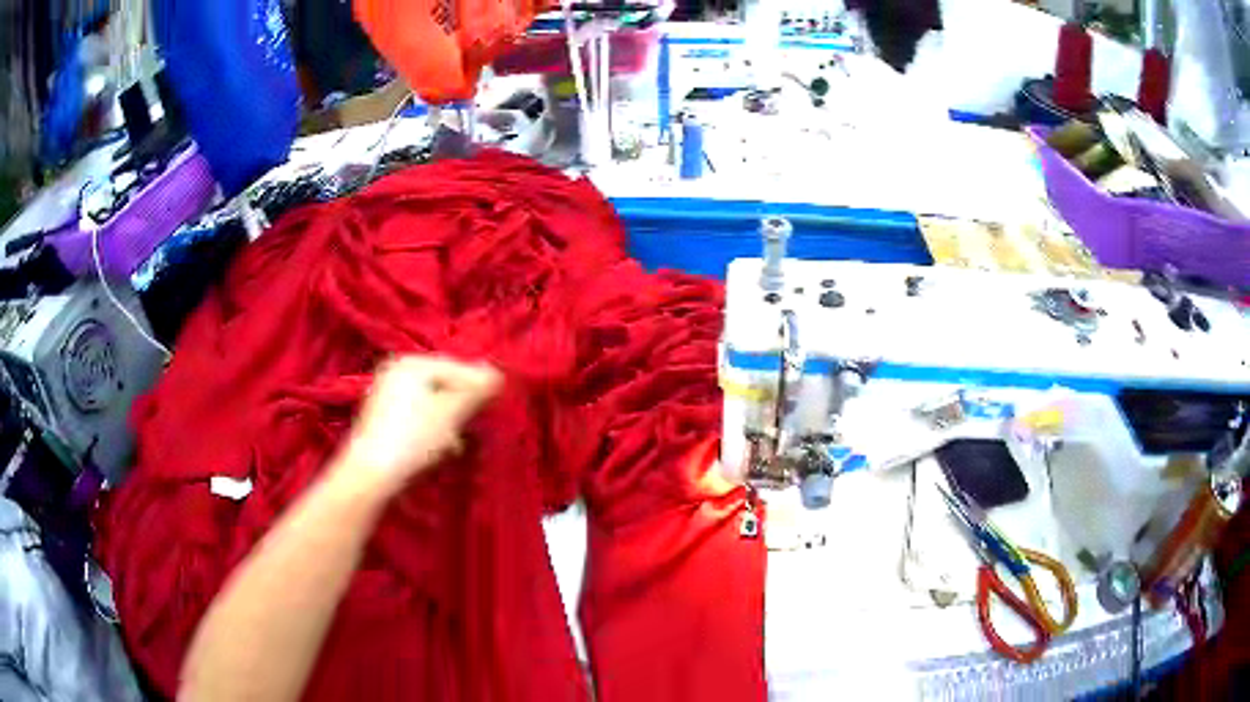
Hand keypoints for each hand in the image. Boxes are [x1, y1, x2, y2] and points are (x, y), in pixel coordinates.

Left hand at [335, 355, 500, 495]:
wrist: (371, 473)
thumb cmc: (413, 437)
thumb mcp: (450, 412)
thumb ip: (475, 390)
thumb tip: (498, 373)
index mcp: (411, 363)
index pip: (456, 367)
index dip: (478, 384)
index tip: (497, 403)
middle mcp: (396, 372)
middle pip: (443, 383)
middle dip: (462, 405)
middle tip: (478, 423)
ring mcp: (387, 395)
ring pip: (431, 402)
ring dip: (449, 420)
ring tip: (458, 442)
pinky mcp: (383, 418)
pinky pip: (417, 415)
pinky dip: (432, 428)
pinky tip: (441, 448)